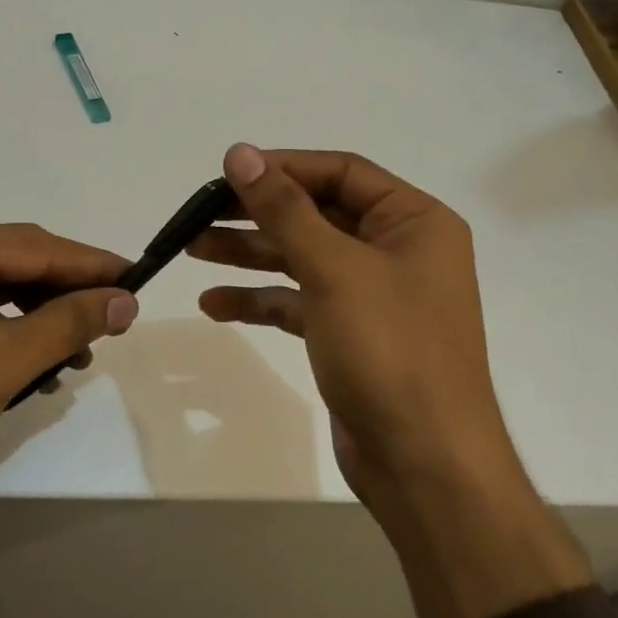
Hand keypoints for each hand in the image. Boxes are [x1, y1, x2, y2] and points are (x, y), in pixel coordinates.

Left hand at [0, 210, 136, 512]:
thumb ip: (66, 324)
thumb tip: (125, 298)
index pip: (37, 246)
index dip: (93, 267)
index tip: (141, 282)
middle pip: (16, 264)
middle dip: (65, 298)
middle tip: (113, 328)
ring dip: (38, 322)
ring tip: (74, 358)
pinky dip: (4, 335)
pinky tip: (30, 365)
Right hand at [191, 145, 588, 617]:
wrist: (423, 463)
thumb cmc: (389, 350)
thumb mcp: (334, 269)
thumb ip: (284, 209)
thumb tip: (241, 153)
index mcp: (414, 222)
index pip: (342, 173)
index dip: (284, 167)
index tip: (229, 171)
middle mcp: (398, 251)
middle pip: (318, 215)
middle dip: (259, 214)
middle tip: (200, 213)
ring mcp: (374, 296)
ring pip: (304, 259)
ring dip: (251, 254)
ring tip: (193, 250)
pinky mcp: (350, 335)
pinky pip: (300, 302)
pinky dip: (261, 300)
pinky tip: (215, 304)